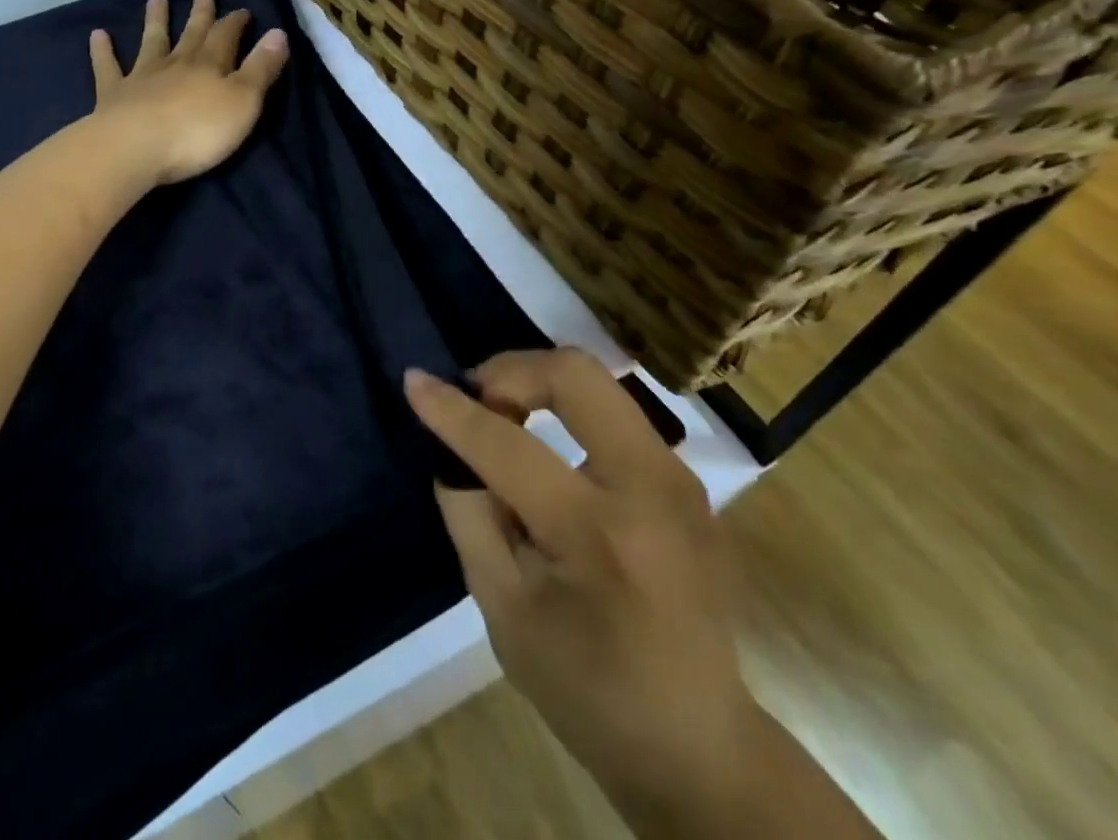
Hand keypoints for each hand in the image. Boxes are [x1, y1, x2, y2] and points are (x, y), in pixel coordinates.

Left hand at [88, 0, 289, 186]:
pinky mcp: (113, 95)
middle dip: (200, 15)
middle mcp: (176, 64)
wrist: (135, 148)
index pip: (226, 36)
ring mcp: (142, 77)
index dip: (235, 23)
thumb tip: (279, 32)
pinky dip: (103, 50)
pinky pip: (108, 67)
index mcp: (210, 66)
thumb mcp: (243, 102)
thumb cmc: (197, 131)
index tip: (242, 10)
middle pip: (191, 34)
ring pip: (151, 42)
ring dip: (155, 21)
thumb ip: (261, 69)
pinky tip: (97, 35)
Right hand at [403, 350, 756, 811]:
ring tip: (504, 422)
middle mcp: (650, 488)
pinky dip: (566, 410)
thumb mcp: (504, 612)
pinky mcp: (686, 481)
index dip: (452, 409)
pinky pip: (614, 413)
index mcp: (599, 535)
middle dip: (510, 370)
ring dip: (537, 386)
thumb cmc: (590, 690)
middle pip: (575, 375)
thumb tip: (451, 449)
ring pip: (597, 383)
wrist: (703, 747)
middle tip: (477, 400)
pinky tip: (545, 452)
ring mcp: (679, 479)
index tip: (414, 380)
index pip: (507, 445)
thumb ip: (470, 516)